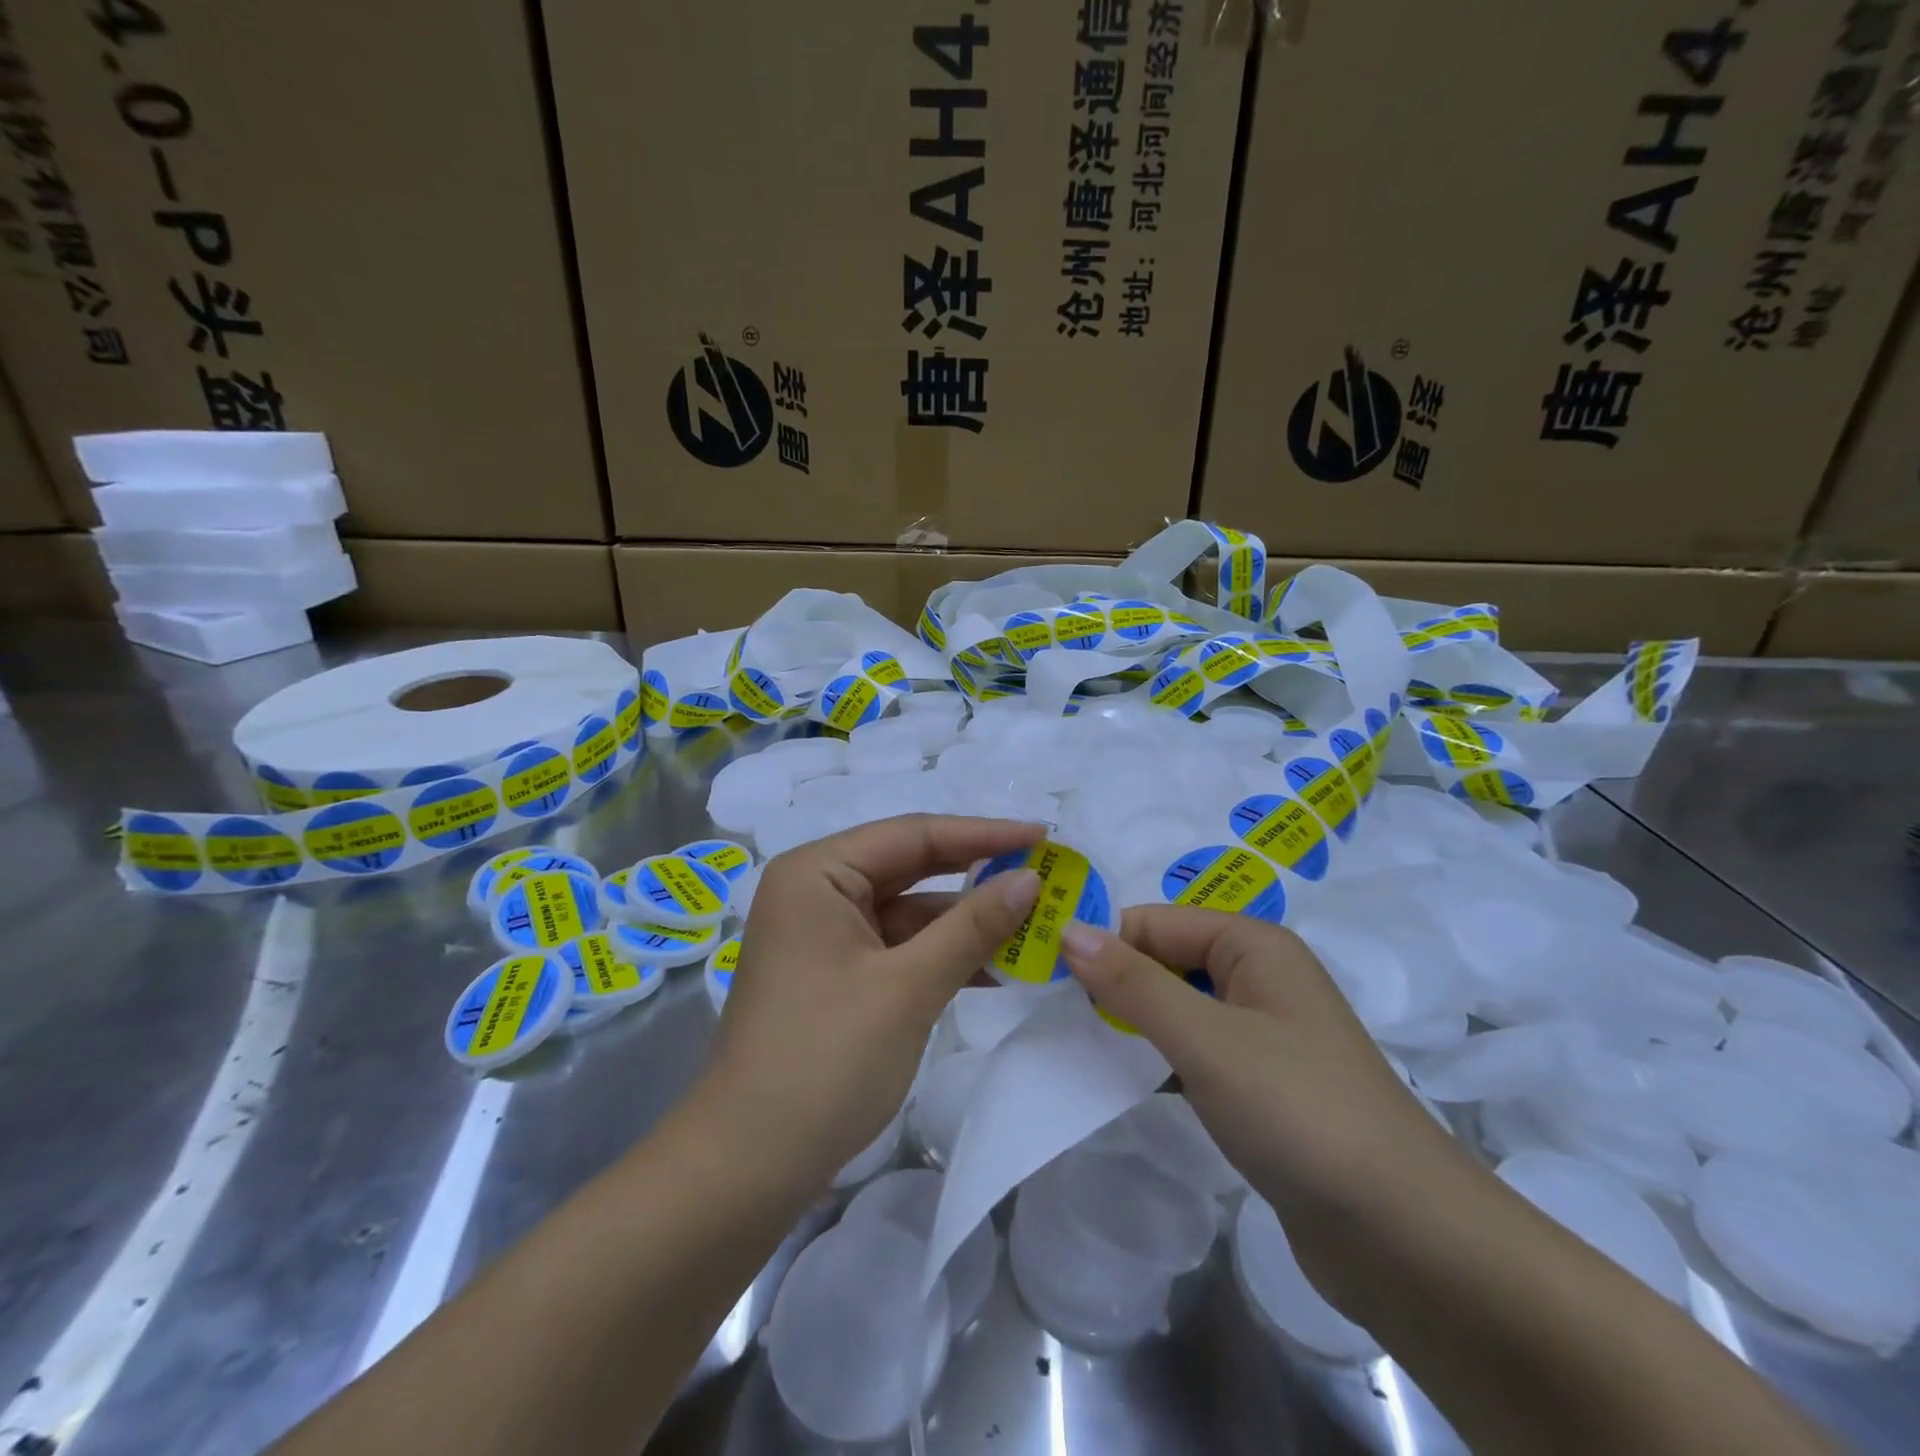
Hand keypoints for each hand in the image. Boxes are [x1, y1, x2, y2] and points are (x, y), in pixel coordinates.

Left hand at [700, 813, 1043, 1191]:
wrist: (749, 1166)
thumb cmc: (826, 1060)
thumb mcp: (909, 987)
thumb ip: (972, 926)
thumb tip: (1030, 878)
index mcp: (817, 872)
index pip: (912, 834)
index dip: (982, 834)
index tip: (1043, 835)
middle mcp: (815, 890)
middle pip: (909, 867)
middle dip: (976, 876)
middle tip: (1043, 874)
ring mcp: (822, 935)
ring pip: (907, 910)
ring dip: (964, 923)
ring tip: (1032, 927)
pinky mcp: (833, 974)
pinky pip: (896, 947)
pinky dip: (940, 955)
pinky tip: (993, 970)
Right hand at [1061, 907, 1472, 1310]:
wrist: (1405, 1236)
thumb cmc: (1298, 1110)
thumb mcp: (1205, 1038)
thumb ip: (1133, 983)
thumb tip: (1068, 929)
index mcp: (1253, 944)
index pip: (1153, 921)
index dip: (1102, 945)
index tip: (1045, 982)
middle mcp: (1259, 976)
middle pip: (1164, 960)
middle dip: (1113, 985)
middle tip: (1053, 1017)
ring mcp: (1261, 1032)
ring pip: (1175, 1008)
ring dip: (1131, 1025)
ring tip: (1074, 1047)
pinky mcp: (1259, 1084)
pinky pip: (1193, 1052)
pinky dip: (1156, 1060)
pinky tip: (1120, 1081)